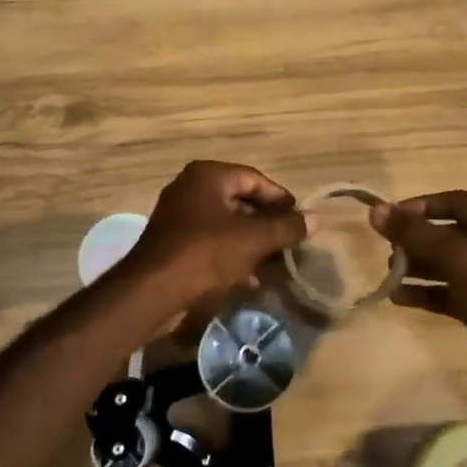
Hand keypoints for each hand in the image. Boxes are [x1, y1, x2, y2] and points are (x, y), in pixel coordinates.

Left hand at [122, 161, 308, 310]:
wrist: (151, 291)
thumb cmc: (205, 254)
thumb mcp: (253, 240)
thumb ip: (286, 227)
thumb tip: (315, 219)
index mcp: (208, 175)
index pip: (254, 178)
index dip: (280, 198)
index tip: (300, 219)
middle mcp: (190, 188)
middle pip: (240, 200)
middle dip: (266, 223)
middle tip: (290, 241)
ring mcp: (178, 216)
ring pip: (226, 224)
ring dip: (251, 242)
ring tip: (275, 263)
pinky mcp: (172, 243)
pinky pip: (210, 242)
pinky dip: (231, 255)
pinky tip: (250, 278)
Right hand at [371, 191, 466, 397]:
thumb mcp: (460, 258)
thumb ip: (417, 234)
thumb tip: (376, 211)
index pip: (455, 202)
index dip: (422, 205)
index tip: (391, 216)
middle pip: (447, 233)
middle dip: (416, 239)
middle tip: (388, 249)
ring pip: (445, 264)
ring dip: (417, 266)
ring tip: (389, 273)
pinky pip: (447, 293)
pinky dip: (425, 293)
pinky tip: (399, 298)